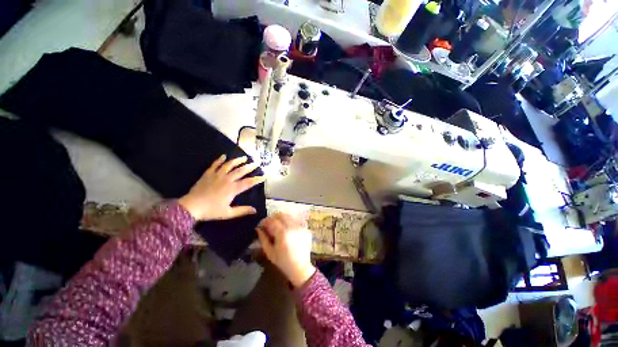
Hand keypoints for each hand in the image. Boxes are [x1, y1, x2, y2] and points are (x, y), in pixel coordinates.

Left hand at [179, 155, 264, 220]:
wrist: (191, 206)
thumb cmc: (211, 211)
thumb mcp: (228, 213)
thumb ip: (242, 211)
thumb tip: (255, 210)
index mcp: (233, 189)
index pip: (248, 182)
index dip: (257, 179)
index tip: (264, 176)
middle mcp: (227, 179)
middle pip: (241, 171)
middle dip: (250, 167)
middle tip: (256, 163)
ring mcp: (217, 175)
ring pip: (229, 165)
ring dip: (238, 160)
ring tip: (244, 157)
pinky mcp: (208, 174)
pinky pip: (215, 164)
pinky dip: (219, 160)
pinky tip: (223, 156)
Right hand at [256, 213, 315, 286]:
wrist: (300, 268)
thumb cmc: (283, 262)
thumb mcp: (270, 252)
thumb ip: (263, 239)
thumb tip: (258, 228)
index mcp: (283, 233)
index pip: (273, 220)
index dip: (266, 220)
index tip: (262, 224)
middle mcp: (293, 227)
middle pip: (282, 215)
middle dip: (274, 217)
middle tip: (270, 224)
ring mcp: (301, 227)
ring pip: (290, 216)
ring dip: (283, 218)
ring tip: (279, 226)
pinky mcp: (306, 229)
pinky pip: (297, 221)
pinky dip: (291, 222)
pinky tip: (288, 228)